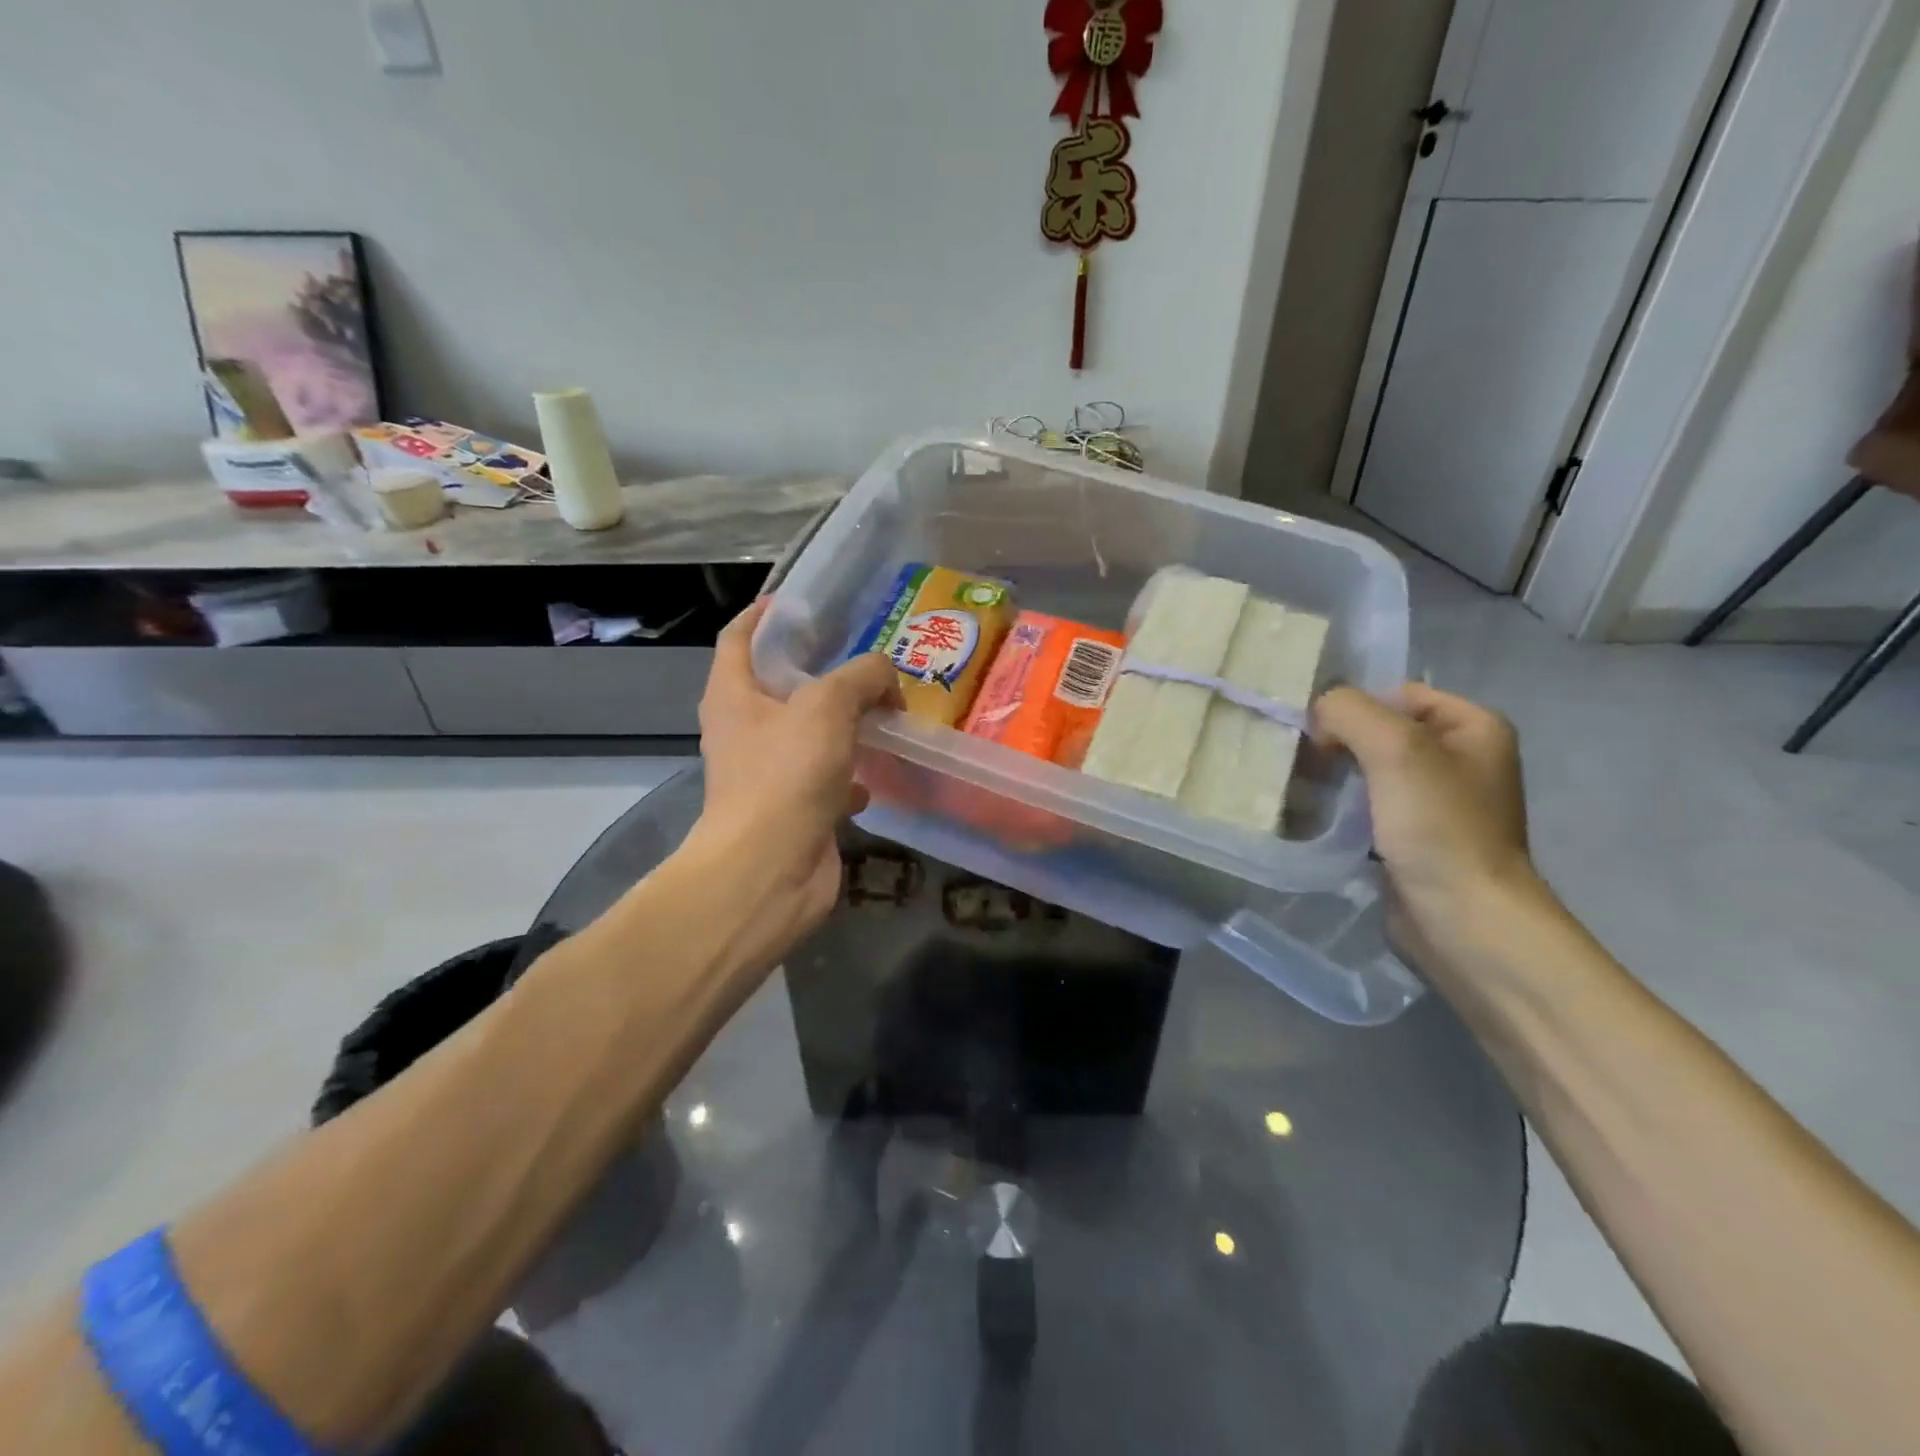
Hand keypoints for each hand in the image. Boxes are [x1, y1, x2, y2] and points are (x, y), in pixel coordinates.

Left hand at [690, 599, 901, 955]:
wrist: (771, 869)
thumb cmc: (786, 774)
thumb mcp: (828, 705)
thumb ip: (862, 676)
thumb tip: (885, 680)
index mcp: (734, 694)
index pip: (739, 636)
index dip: (764, 614)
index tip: (800, 602)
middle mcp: (744, 730)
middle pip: (780, 686)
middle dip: (821, 670)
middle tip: (864, 656)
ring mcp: (769, 773)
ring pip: (809, 734)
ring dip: (843, 723)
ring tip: (883, 708)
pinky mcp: (795, 809)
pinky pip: (827, 779)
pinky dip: (851, 774)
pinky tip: (878, 773)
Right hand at [1313, 683, 1541, 965]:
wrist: (1463, 918)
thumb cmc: (1439, 826)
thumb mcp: (1395, 749)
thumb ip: (1349, 711)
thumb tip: (1317, 712)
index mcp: (1474, 726)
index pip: (1397, 694)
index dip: (1353, 707)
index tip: (1317, 736)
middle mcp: (1460, 758)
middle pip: (1380, 731)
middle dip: (1337, 743)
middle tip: (1302, 763)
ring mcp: (1436, 801)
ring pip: (1368, 770)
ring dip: (1333, 777)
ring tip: (1300, 787)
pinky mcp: (1412, 837)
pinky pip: (1368, 806)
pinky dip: (1340, 807)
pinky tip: (1315, 815)